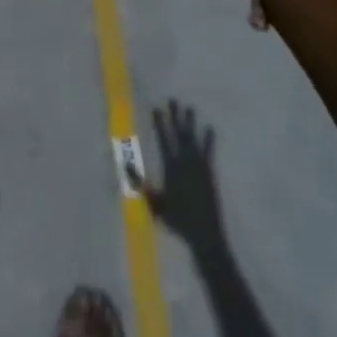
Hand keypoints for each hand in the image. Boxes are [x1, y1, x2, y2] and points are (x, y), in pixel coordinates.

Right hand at [145, 102, 226, 252]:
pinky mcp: (209, 174)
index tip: (156, 108)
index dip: (160, 123)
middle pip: (179, 135)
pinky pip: (208, 152)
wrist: (205, 235)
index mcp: (171, 168)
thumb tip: (127, 165)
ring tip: (190, 108)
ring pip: (193, 140)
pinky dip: (209, 140)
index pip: (164, 140)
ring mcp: (199, 167)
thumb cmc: (177, 221)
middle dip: (175, 117)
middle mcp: (186, 163)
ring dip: (191, 124)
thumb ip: (142, 185)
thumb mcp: (155, 205)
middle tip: (173, 100)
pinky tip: (209, 128)